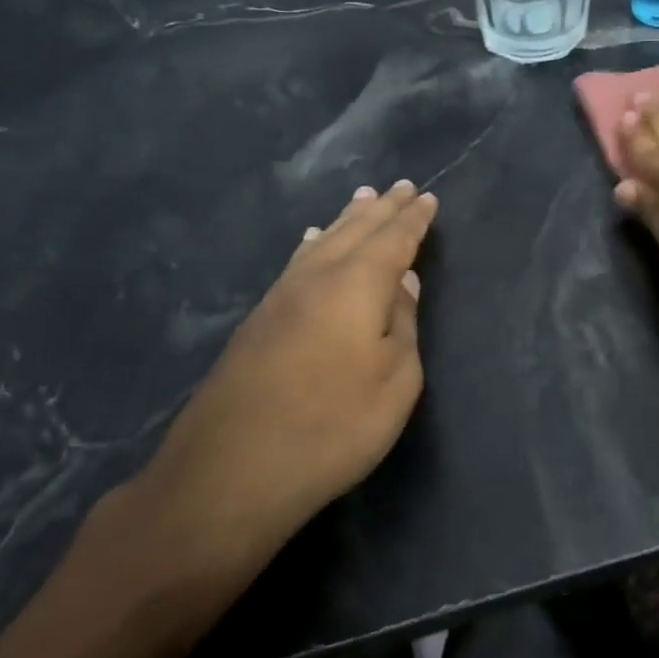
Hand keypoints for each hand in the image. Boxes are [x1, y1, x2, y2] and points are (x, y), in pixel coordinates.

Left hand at [110, 180, 437, 604]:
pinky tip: (309, 243)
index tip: (427, 197)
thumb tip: (402, 282)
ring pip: (322, 243)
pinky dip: (312, 245)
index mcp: (356, 285)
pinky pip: (297, 263)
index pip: (393, 240)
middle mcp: (316, 278)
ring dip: (346, 220)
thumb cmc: (332, 427)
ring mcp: (281, 297)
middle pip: (355, 231)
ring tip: (362, 199)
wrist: (231, 471)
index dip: (413, 219)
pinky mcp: (258, 321)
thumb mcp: (395, 383)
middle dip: (381, 209)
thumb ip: (403, 325)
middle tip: (400, 186)